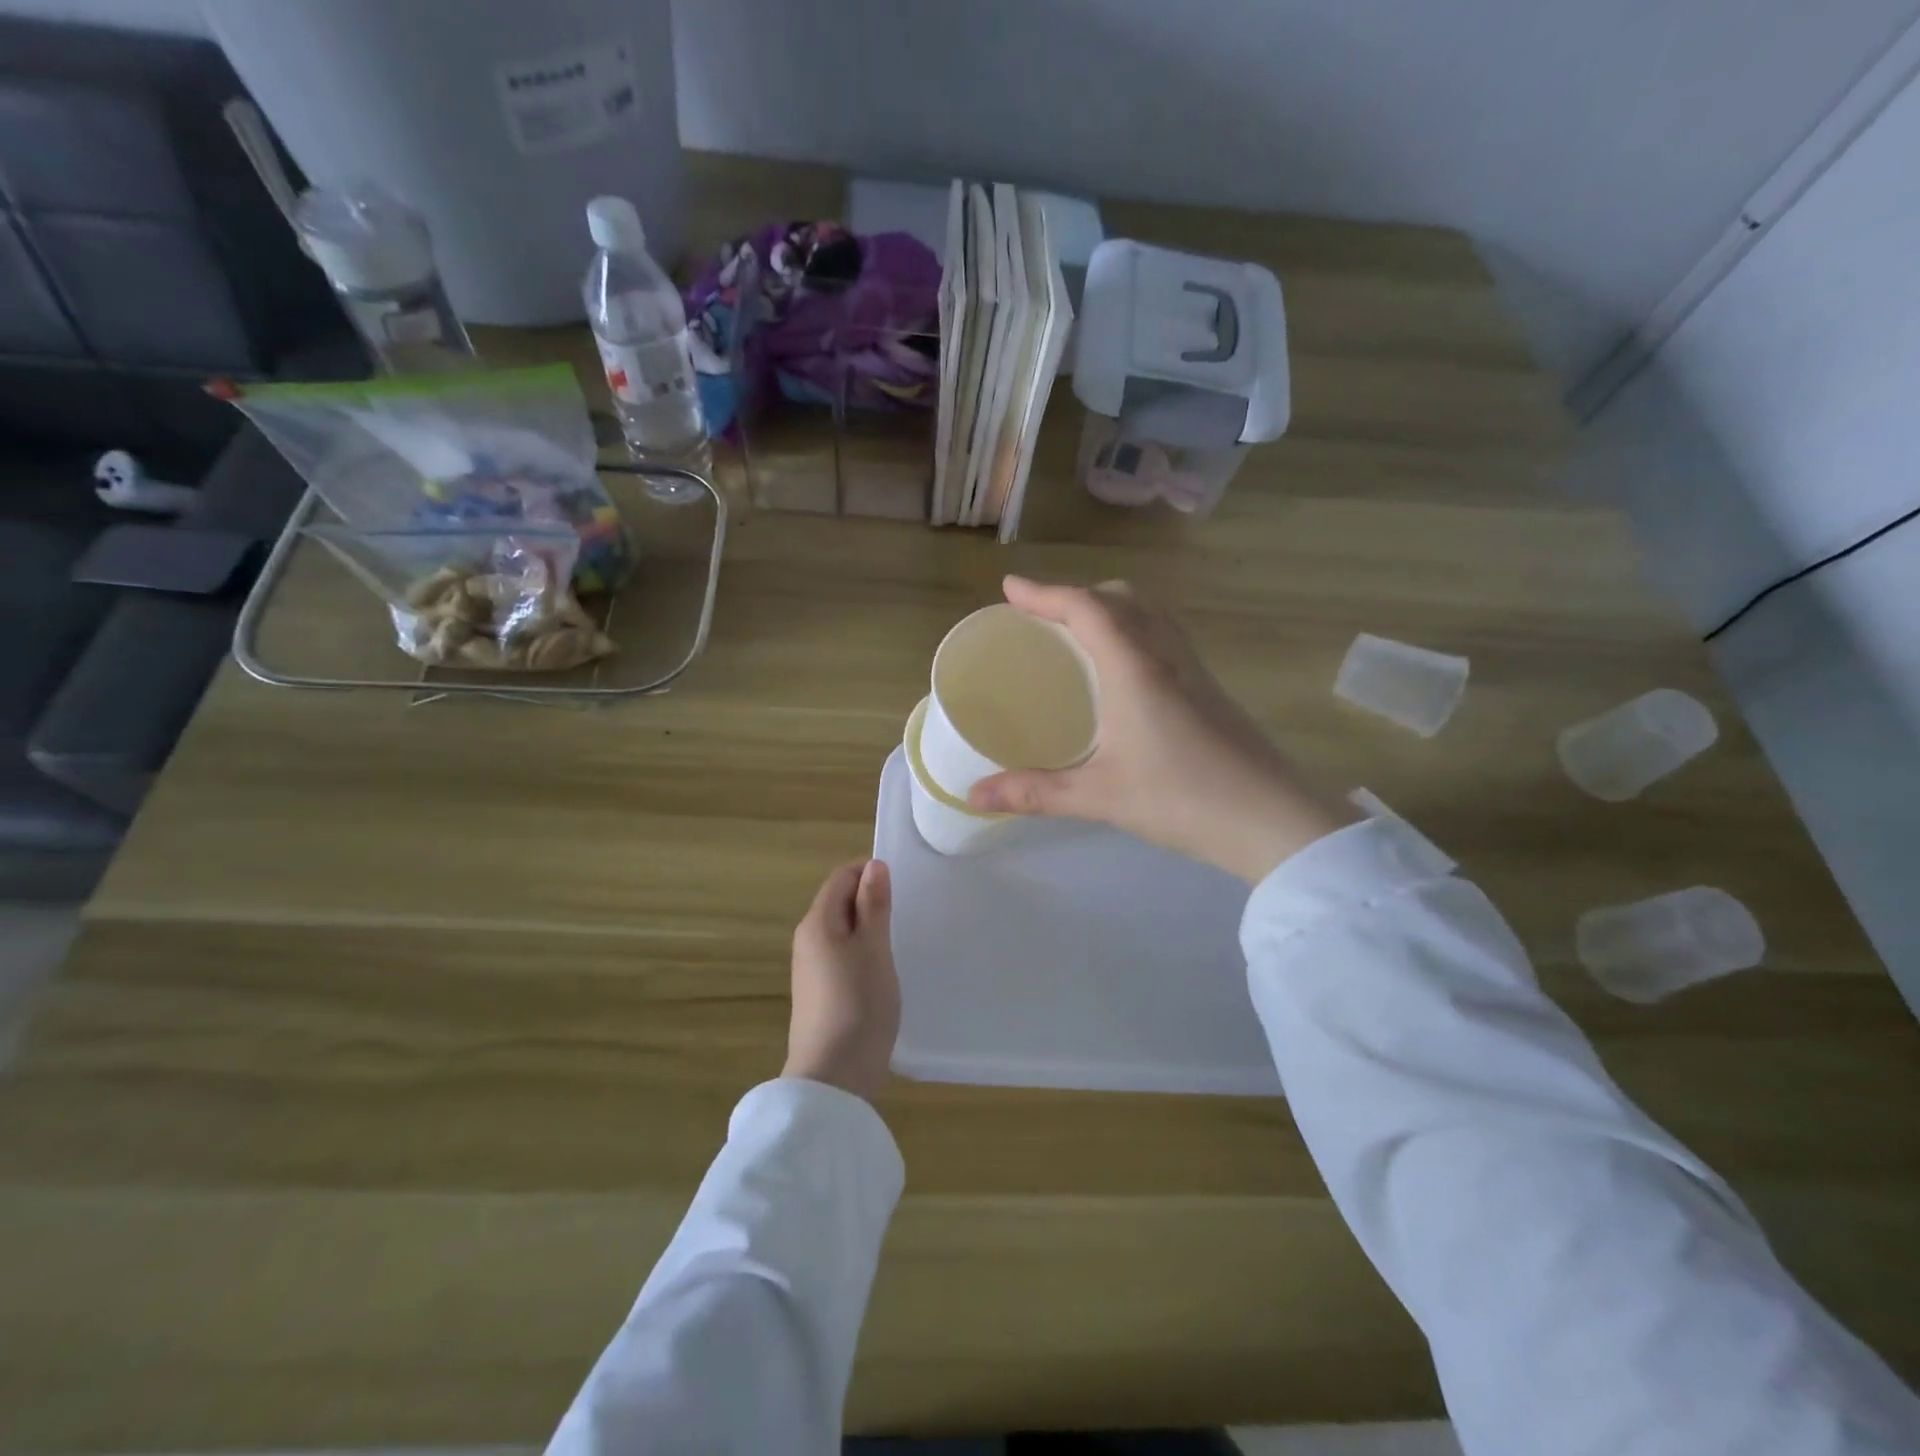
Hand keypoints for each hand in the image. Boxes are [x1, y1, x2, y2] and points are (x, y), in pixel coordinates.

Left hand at [784, 858, 899, 1102]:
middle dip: (869, 898)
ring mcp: (810, 968)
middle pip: (837, 902)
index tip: (902, 883)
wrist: (833, 1076)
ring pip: (840, 930)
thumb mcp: (874, 949)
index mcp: (817, 922)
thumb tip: (873, 865)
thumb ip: (873, 906)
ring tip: (898, 937)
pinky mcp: (817, 992)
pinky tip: (881, 969)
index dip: (868, 872)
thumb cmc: (859, 1003)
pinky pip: (840, 954)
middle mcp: (807, 939)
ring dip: (867, 926)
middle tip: (906, 910)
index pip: (840, 878)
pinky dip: (860, 950)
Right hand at [968, 577, 1355, 882]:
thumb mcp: (1099, 796)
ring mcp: (1194, 670)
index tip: (1010, 588)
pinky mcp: (1210, 689)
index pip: (1086, 608)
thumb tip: (974, 797)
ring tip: (1078, 633)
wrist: (1273, 820)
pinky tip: (1123, 671)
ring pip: (1150, 613)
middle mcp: (1166, 655)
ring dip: (1110, 607)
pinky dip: (1133, 630)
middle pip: (1121, 598)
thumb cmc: (1181, 799)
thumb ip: (1034, 793)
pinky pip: (1165, 636)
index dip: (1045, 592)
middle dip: (1077, 594)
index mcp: (1135, 667)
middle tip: (1042, 615)